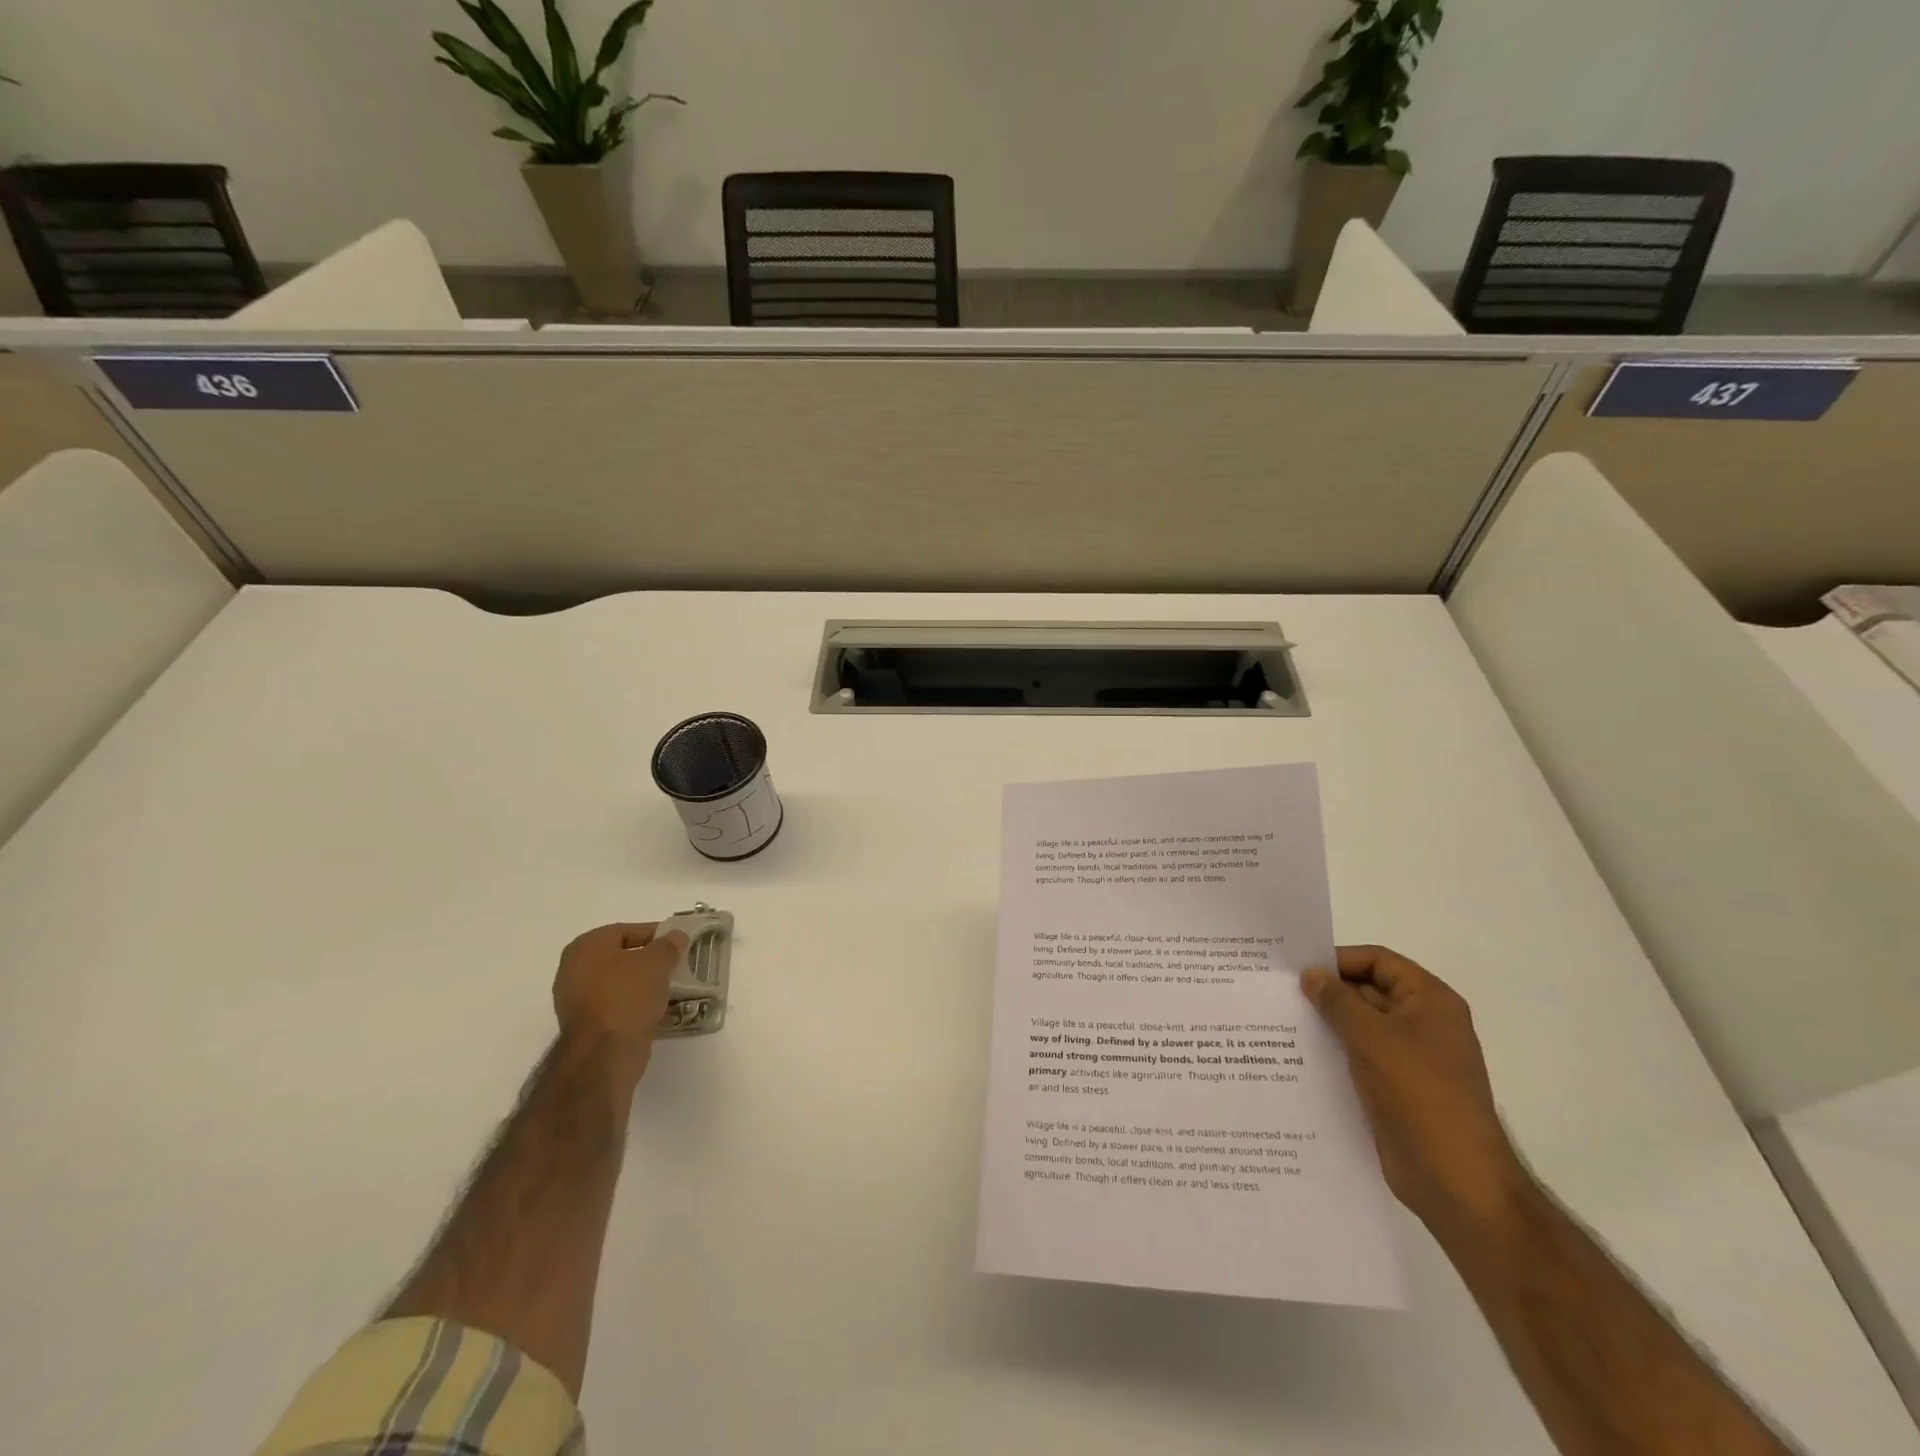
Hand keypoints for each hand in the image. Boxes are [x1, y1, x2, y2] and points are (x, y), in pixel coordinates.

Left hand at [551, 922, 687, 1087]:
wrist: (604, 1053)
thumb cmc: (627, 995)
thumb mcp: (656, 962)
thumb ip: (668, 945)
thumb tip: (676, 936)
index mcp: (586, 946)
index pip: (627, 930)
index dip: (656, 934)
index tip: (678, 942)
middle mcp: (574, 969)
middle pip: (621, 957)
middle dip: (649, 961)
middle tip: (675, 964)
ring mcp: (576, 1000)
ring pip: (619, 983)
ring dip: (643, 984)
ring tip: (671, 987)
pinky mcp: (586, 1026)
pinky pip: (616, 1005)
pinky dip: (635, 1005)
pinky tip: (656, 1008)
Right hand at [1303, 945, 1530, 1235]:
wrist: (1454, 1178)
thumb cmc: (1417, 1092)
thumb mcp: (1370, 1036)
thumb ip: (1336, 1000)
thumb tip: (1311, 975)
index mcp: (1430, 1001)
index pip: (1378, 961)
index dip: (1338, 960)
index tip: (1295, 968)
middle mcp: (1424, 1023)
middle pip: (1369, 990)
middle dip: (1327, 991)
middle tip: (1278, 992)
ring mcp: (1411, 1058)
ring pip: (1361, 1026)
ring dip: (1327, 1023)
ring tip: (1280, 1021)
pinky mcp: (1397, 1087)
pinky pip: (1360, 1056)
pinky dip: (1334, 1051)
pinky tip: (1298, 1055)